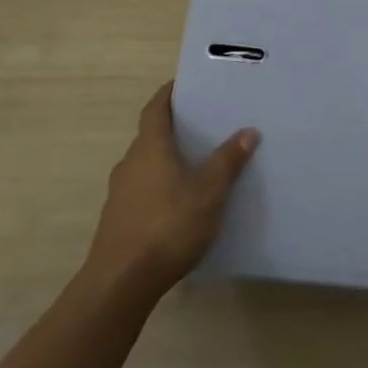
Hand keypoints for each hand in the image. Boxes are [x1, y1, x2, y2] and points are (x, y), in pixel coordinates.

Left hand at [84, 82, 257, 297]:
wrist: (121, 282)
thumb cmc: (168, 225)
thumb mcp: (209, 192)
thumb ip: (228, 160)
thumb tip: (248, 131)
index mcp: (150, 147)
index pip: (155, 108)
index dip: (169, 94)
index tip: (186, 84)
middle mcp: (130, 162)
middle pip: (151, 135)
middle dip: (174, 128)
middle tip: (204, 124)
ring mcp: (120, 193)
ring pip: (147, 164)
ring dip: (167, 159)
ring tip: (198, 163)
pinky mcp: (118, 219)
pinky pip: (143, 189)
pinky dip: (161, 185)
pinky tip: (180, 202)